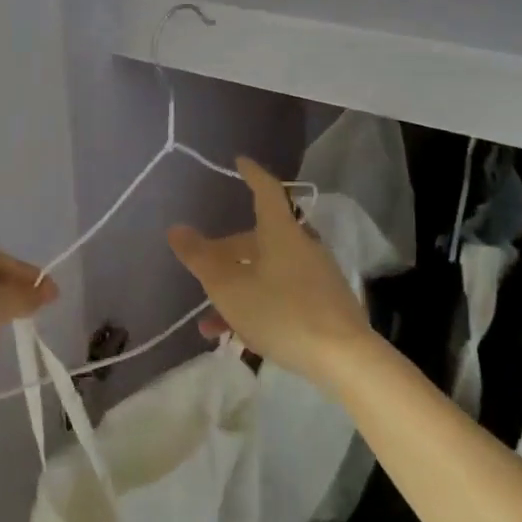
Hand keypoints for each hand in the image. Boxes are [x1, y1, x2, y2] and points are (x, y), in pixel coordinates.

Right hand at [168, 157, 371, 387]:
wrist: (345, 360)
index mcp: (280, 232)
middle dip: (227, 253)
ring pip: (267, 272)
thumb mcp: (228, 287)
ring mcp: (316, 276)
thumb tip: (176, 229)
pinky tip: (239, 338)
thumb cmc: (280, 312)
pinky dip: (258, 305)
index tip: (240, 161)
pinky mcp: (325, 304)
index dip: (252, 174)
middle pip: (259, 239)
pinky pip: (283, 294)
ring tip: (210, 321)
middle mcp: (301, 246)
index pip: (266, 191)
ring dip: (237, 288)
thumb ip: (199, 258)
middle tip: (202, 266)